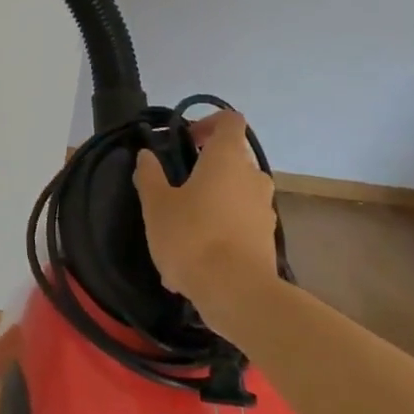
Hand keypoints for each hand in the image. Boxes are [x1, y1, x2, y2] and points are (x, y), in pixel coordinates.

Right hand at [133, 110, 278, 308]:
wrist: (236, 293)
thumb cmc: (192, 237)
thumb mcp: (157, 205)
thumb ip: (150, 175)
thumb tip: (146, 155)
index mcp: (227, 159)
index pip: (230, 121)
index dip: (208, 123)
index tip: (185, 140)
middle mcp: (253, 177)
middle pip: (233, 158)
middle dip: (206, 167)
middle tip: (177, 184)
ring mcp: (264, 209)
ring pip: (236, 192)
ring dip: (213, 200)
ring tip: (182, 226)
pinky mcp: (267, 239)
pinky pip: (240, 223)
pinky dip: (221, 229)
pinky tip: (195, 256)